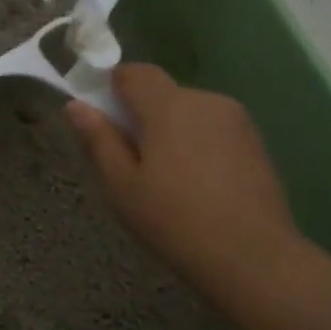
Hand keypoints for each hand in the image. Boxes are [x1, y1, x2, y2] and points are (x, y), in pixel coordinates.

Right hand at [66, 63, 300, 294]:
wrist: (253, 257)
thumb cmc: (174, 220)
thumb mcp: (121, 185)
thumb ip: (99, 139)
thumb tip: (76, 105)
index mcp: (169, 106)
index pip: (133, 72)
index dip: (110, 87)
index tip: (100, 119)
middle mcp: (205, 100)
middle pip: (162, 93)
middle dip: (140, 115)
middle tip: (127, 160)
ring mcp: (236, 120)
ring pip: (188, 112)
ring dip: (169, 131)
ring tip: (163, 178)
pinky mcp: (255, 142)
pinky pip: (211, 130)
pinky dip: (195, 145)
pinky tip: (194, 185)